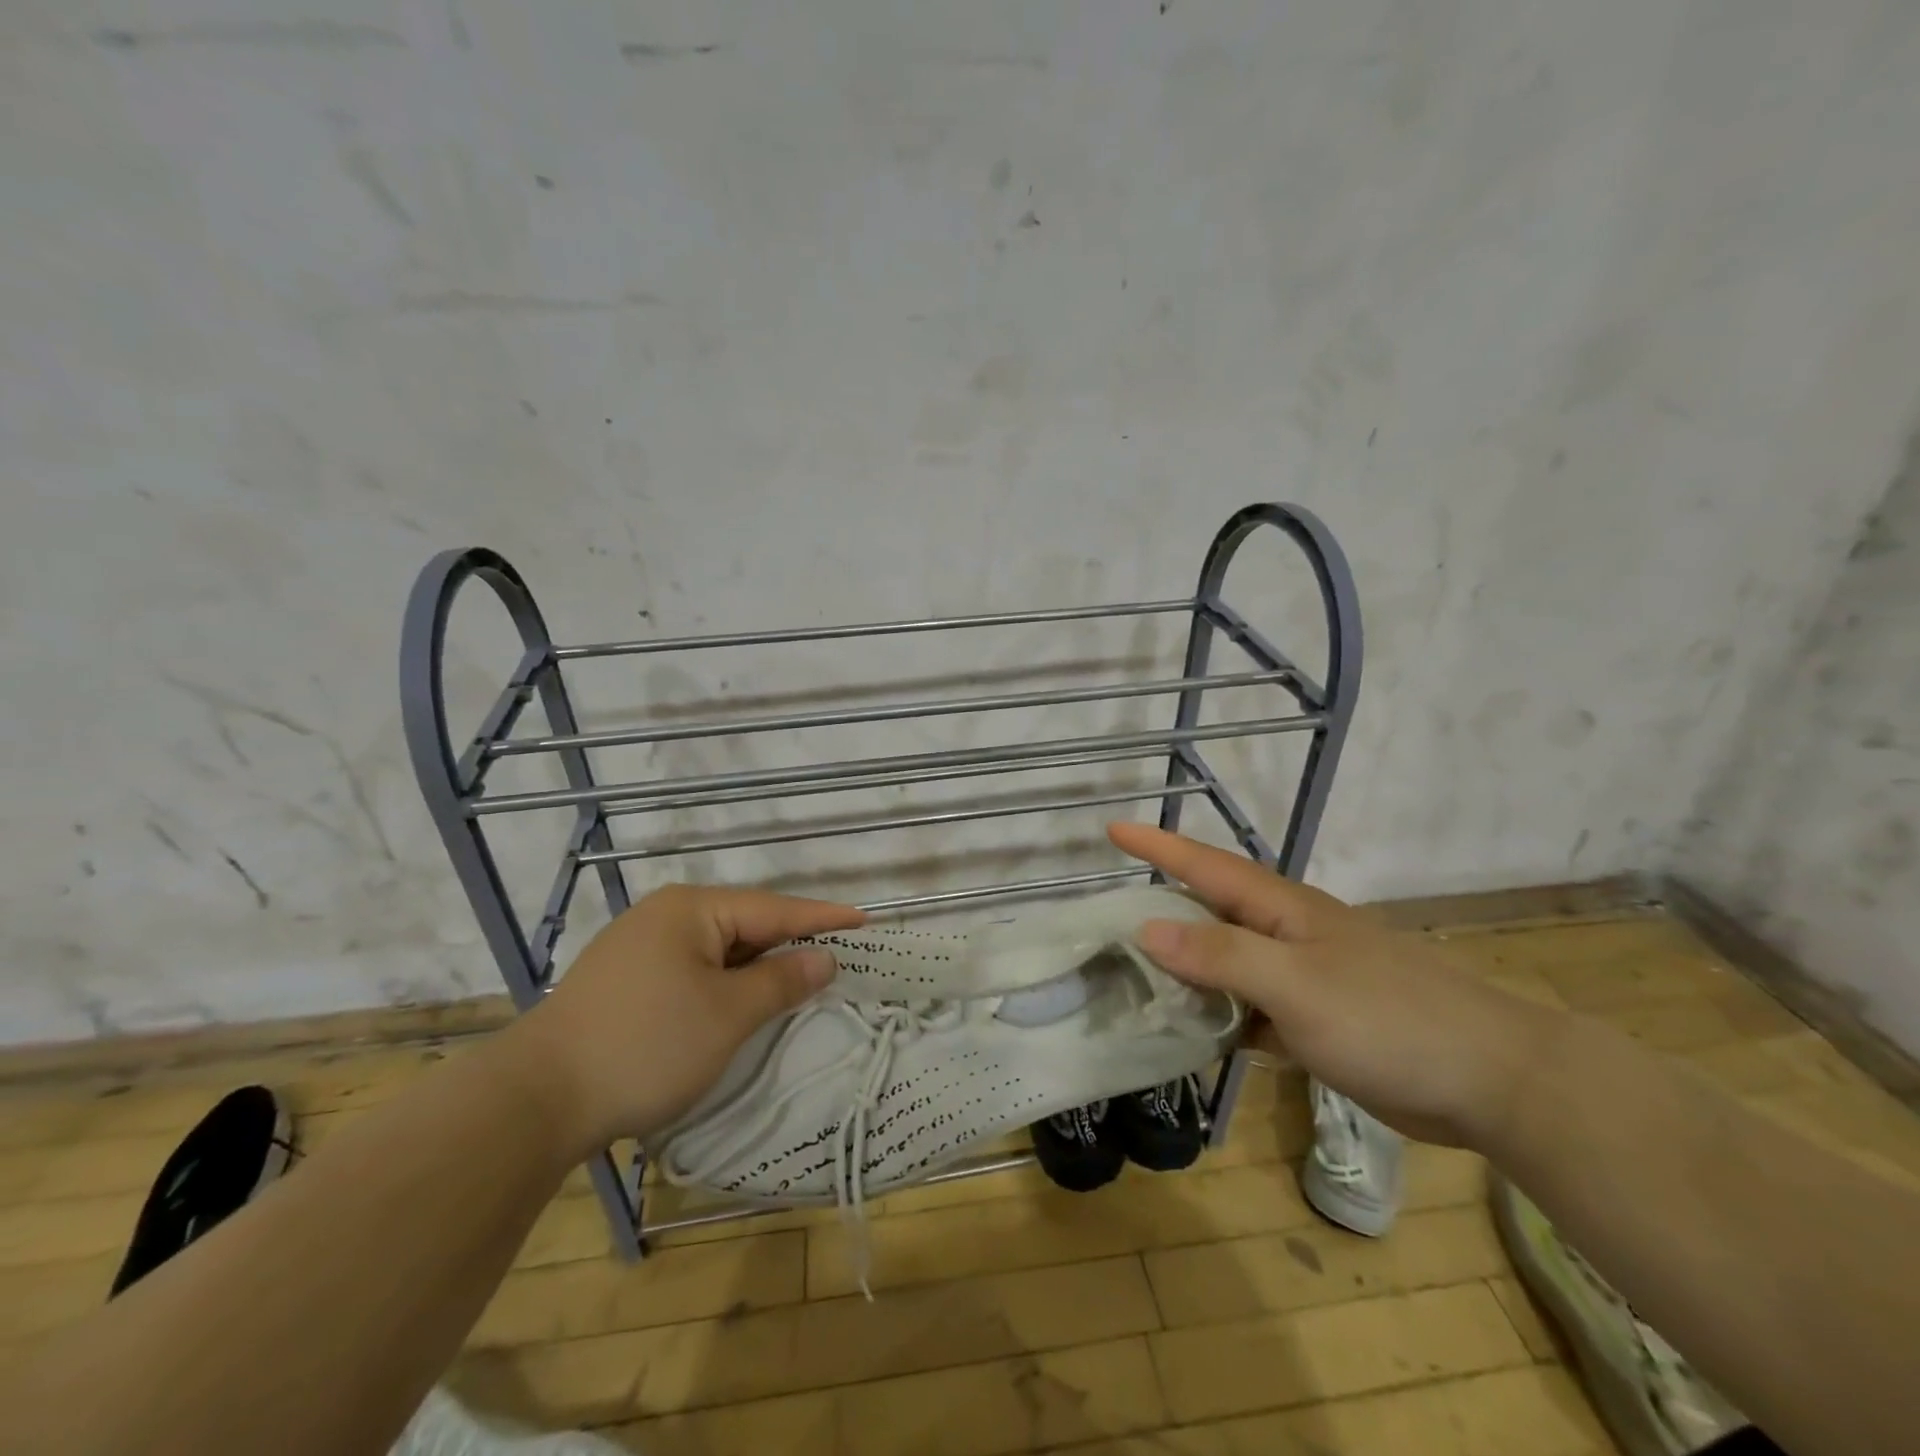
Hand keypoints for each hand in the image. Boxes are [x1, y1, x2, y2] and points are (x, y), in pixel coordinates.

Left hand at [506, 884, 864, 1154]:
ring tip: (798, 980)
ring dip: (757, 968)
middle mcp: (664, 916)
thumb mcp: (727, 1015)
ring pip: (717, 950)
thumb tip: (824, 957)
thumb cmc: (646, 1046)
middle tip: (837, 956)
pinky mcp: (623, 983)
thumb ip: (781, 981)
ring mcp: (638, 949)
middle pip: (745, 925)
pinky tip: (739, 1003)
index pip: (774, 909)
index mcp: (692, 910)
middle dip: (790, 943)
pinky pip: (692, 971)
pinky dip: (724, 984)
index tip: (866, 919)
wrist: (533, 1101)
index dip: (823, 917)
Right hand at [1109, 823, 1552, 1149]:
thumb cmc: (1388, 1016)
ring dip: (1183, 970)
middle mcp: (1284, 935)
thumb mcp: (1295, 983)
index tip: (1110, 829)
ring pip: (1225, 965)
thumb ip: (1220, 956)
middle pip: (1208, 914)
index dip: (1157, 845)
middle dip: (1158, 910)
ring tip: (1130, 979)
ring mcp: (1301, 979)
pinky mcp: (1314, 1022)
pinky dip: (1217, 1017)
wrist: (1491, 1079)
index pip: (1204, 865)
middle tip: (1103, 921)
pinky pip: (1247, 1010)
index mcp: (1280, 908)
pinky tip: (1190, 1035)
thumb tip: (1146, 929)